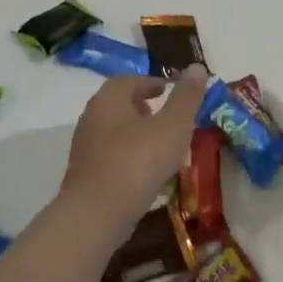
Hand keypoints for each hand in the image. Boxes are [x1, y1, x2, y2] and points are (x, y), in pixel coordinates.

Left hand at [64, 67, 208, 221]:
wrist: (97, 214)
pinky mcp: (85, 175)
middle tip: (164, 115)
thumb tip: (197, 67)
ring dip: (136, 133)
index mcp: (109, 99)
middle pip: (118, 105)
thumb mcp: (173, 126)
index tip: (166, 89)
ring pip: (114, 131)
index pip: (128, 81)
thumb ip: (186, 97)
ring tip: (161, 145)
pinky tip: (146, 173)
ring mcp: (85, 148)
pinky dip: (129, 156)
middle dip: (141, 106)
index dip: (149, 82)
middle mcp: (92, 118)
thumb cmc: (138, 161)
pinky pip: (110, 156)